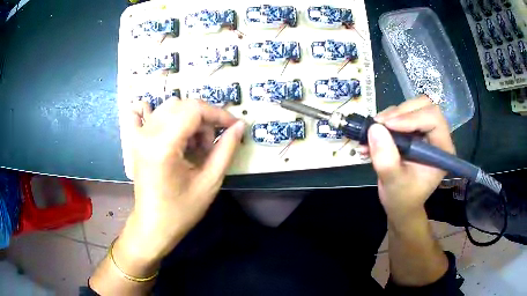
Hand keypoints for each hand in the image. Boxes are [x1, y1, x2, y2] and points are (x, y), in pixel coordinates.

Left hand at [119, 99, 244, 266]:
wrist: (153, 224)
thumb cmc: (181, 210)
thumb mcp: (210, 182)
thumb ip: (226, 149)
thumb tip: (239, 126)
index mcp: (163, 145)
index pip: (194, 110)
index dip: (218, 114)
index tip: (234, 126)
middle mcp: (147, 134)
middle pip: (182, 105)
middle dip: (204, 118)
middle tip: (212, 143)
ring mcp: (139, 135)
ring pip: (170, 108)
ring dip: (189, 119)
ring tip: (195, 146)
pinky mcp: (136, 140)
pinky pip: (146, 113)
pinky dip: (163, 115)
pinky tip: (171, 128)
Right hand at [367, 96, 454, 224]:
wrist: (400, 204)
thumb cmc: (402, 198)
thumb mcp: (393, 182)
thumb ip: (386, 159)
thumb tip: (374, 128)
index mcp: (442, 149)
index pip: (433, 119)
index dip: (411, 118)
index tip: (387, 126)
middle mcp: (437, 136)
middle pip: (423, 106)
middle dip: (400, 112)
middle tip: (379, 124)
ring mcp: (425, 132)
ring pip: (411, 107)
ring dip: (390, 116)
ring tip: (373, 131)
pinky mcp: (413, 131)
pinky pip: (401, 114)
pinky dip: (386, 121)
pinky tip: (373, 135)